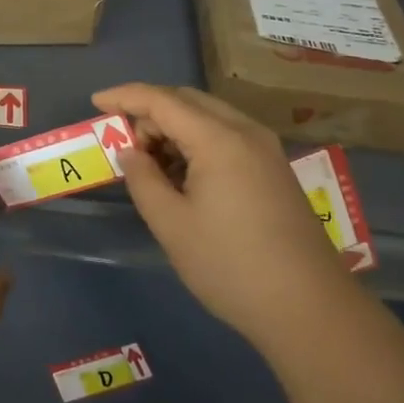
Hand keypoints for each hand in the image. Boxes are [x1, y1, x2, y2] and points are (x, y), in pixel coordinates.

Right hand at [94, 83, 351, 350]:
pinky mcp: (275, 169)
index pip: (163, 100)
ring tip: (152, 167)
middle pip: (189, 101)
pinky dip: (199, 144)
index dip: (125, 96)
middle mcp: (246, 131)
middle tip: (126, 145)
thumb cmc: (230, 265)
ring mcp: (266, 149)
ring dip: (175, 129)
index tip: (95, 101)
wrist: (307, 306)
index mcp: (219, 138)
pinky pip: (228, 137)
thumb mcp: (172, 225)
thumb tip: (131, 152)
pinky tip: (185, 178)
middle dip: (151, 113)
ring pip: (210, 118)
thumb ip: (143, 179)